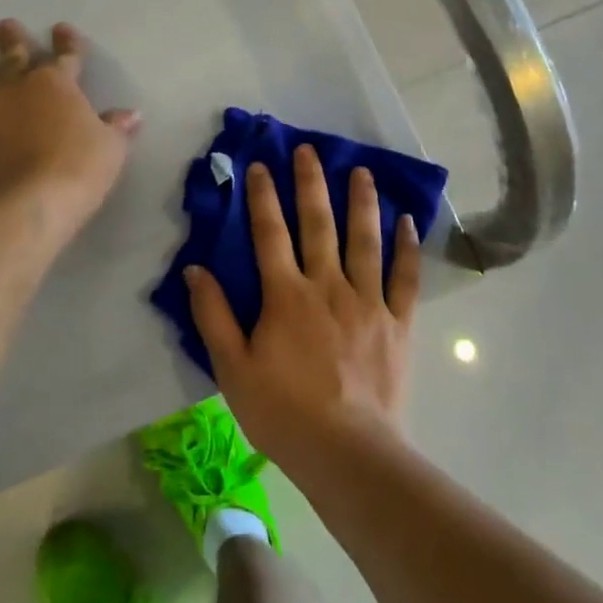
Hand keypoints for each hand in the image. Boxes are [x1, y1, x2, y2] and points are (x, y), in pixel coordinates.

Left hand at [0, 20, 140, 233]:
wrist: (25, 206)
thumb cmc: (78, 170)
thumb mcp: (111, 149)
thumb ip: (116, 128)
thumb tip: (130, 115)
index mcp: (57, 85)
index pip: (66, 56)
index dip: (67, 43)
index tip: (62, 29)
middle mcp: (16, 89)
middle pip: (13, 57)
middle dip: (11, 40)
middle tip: (4, 25)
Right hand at [186, 144, 419, 473]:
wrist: (348, 452)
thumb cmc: (283, 412)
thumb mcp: (232, 368)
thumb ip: (213, 315)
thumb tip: (195, 268)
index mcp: (286, 295)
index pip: (270, 233)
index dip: (263, 196)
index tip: (261, 164)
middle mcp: (328, 285)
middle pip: (318, 223)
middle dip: (311, 183)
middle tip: (309, 150)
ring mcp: (367, 301)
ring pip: (364, 240)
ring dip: (361, 202)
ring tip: (361, 171)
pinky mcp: (397, 322)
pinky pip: (405, 278)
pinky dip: (407, 248)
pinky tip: (408, 222)